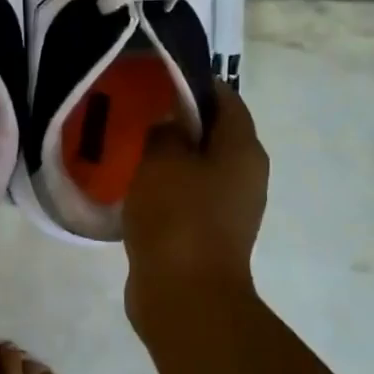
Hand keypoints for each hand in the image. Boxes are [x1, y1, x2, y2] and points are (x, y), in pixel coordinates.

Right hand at [123, 84, 266, 326]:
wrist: (185, 296)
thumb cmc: (178, 217)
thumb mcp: (163, 159)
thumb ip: (166, 129)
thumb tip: (169, 121)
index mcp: (243, 150)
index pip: (225, 98)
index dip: (193, 83)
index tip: (156, 77)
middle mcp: (244, 175)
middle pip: (213, 133)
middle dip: (177, 119)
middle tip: (137, 110)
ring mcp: (228, 209)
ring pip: (198, 166)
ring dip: (168, 155)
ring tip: (128, 145)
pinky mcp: (207, 234)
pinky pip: (186, 196)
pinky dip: (165, 186)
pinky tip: (133, 186)